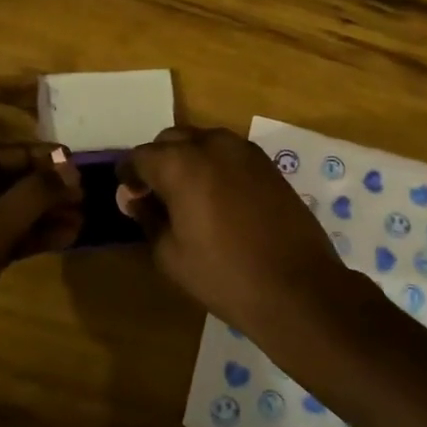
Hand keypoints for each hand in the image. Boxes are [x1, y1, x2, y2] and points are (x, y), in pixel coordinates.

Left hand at [0, 142, 81, 366]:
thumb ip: (26, 199)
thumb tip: (68, 169)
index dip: (28, 156)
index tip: (70, 159)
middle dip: (38, 187)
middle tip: (82, 192)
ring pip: (1, 214)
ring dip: (40, 213)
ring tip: (82, 217)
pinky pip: (0, 241)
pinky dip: (30, 238)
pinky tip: (64, 238)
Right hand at [119, 127, 357, 339]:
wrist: (297, 287)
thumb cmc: (224, 275)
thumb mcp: (170, 254)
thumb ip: (148, 217)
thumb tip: (134, 197)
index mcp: (181, 164)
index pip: (140, 156)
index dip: (129, 175)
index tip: (129, 196)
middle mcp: (212, 144)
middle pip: (171, 140)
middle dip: (158, 162)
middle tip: (155, 196)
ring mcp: (245, 150)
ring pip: (202, 141)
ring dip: (187, 159)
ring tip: (187, 195)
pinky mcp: (268, 163)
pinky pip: (229, 152)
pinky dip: (214, 165)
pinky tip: (217, 197)